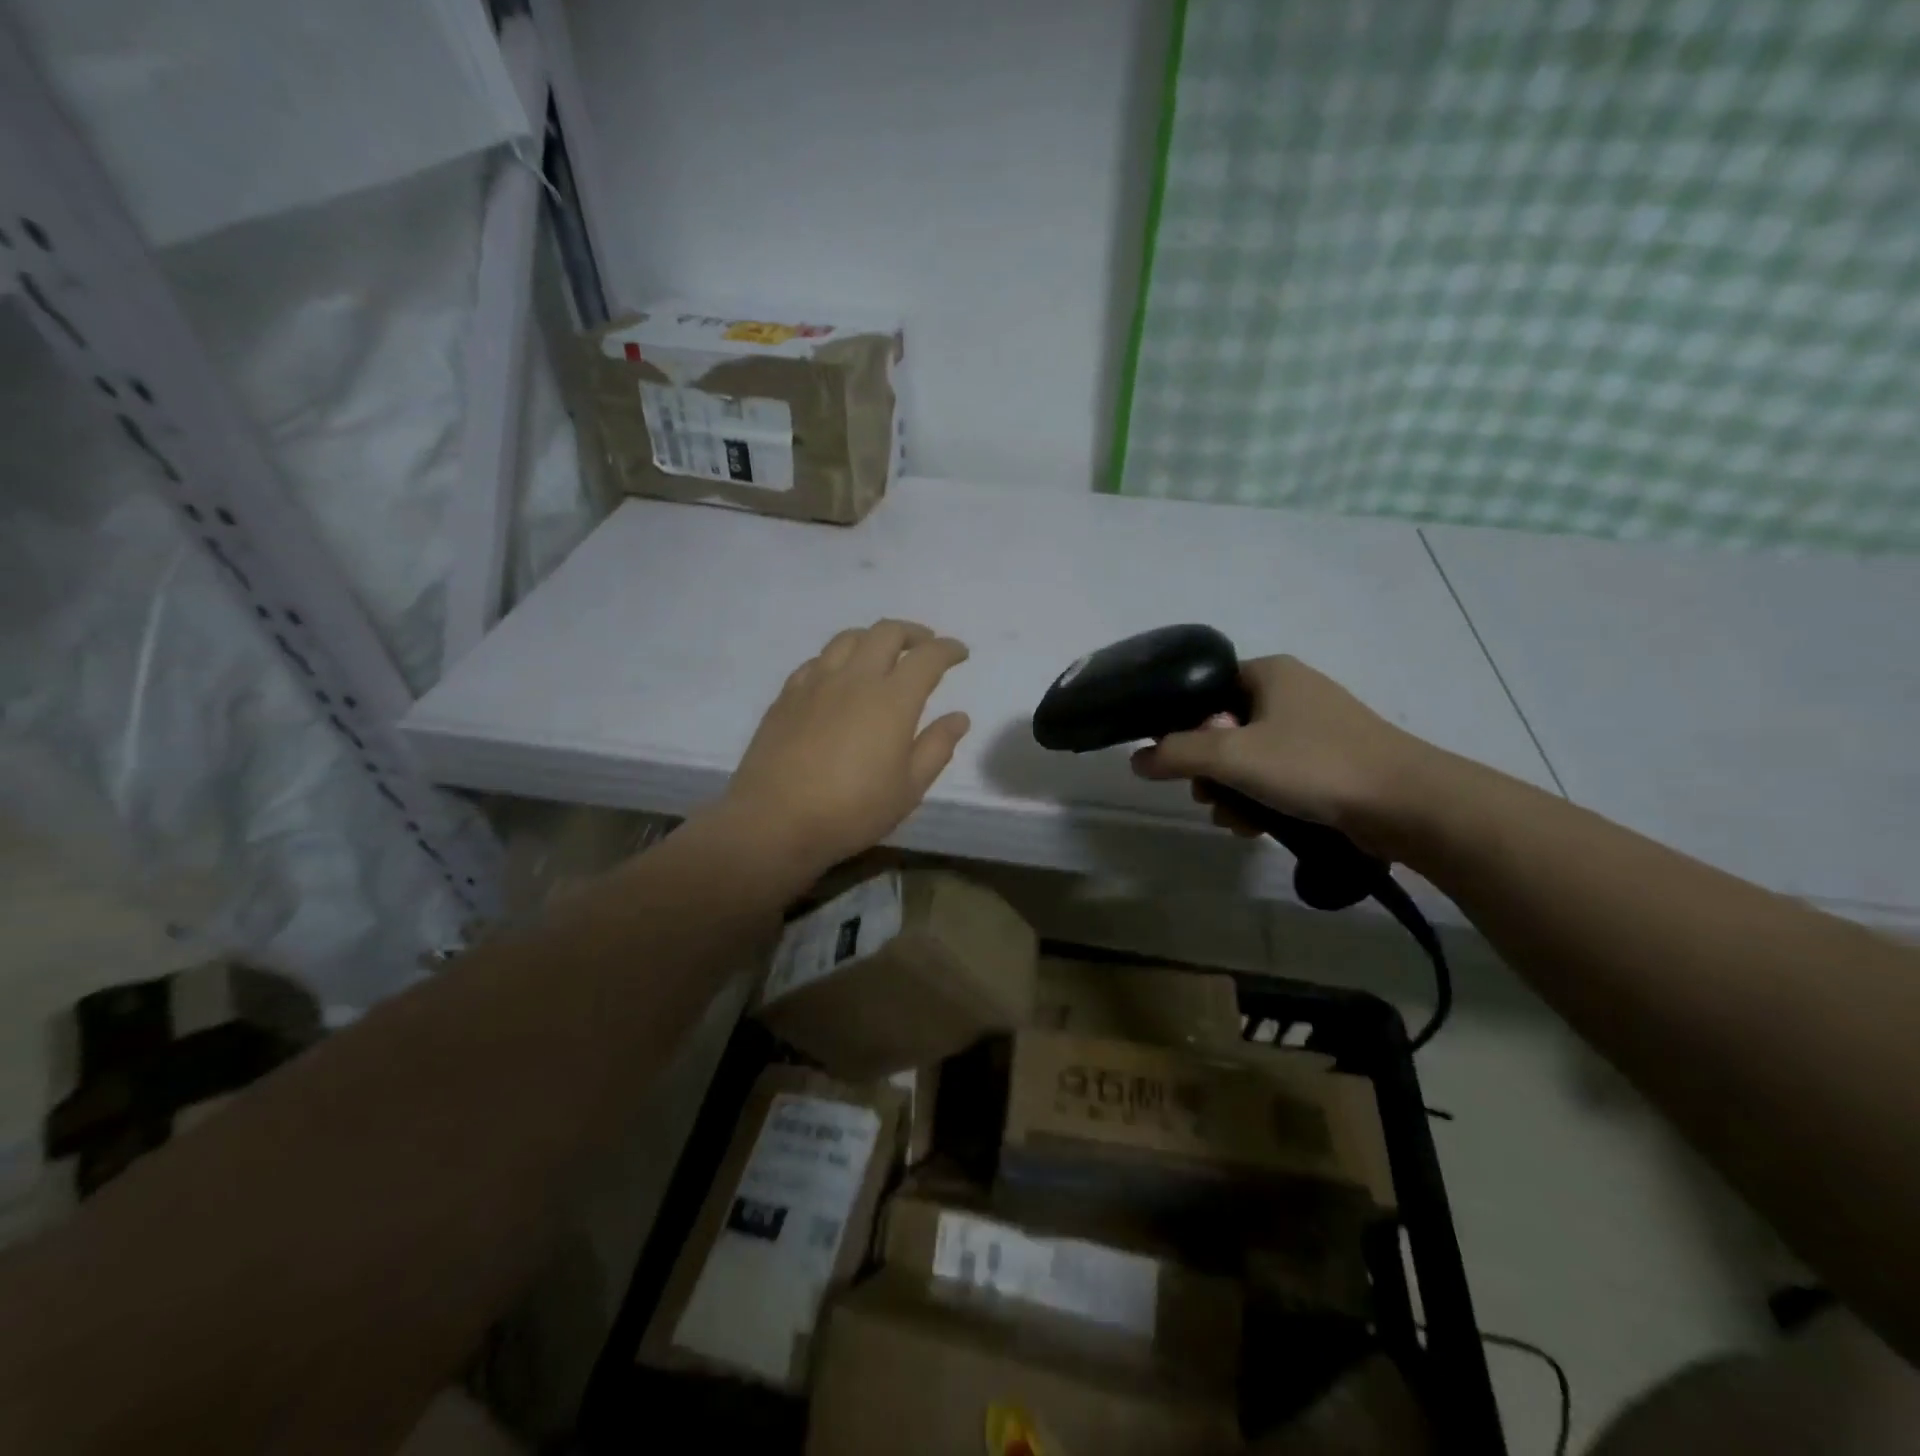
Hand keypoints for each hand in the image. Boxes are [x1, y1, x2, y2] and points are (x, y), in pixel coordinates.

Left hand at [715, 620, 970, 881]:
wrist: (775, 820)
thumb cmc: (852, 810)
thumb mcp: (908, 789)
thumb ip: (936, 747)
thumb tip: (958, 717)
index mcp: (892, 699)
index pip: (927, 657)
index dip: (947, 649)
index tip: (960, 653)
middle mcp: (855, 678)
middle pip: (886, 633)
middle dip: (913, 633)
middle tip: (926, 646)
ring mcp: (816, 683)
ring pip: (848, 638)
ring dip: (874, 638)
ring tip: (883, 654)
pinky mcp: (787, 695)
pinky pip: (817, 660)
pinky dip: (839, 658)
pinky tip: (839, 676)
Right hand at [1129, 655, 1432, 854]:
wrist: (1406, 804)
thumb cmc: (1313, 764)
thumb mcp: (1232, 755)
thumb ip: (1176, 753)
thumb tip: (1135, 759)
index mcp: (1269, 672)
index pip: (1204, 689)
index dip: (1183, 726)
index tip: (1178, 762)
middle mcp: (1291, 692)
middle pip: (1223, 728)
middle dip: (1209, 770)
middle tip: (1208, 796)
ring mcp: (1314, 728)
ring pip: (1249, 758)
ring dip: (1232, 791)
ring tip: (1234, 821)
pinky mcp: (1331, 762)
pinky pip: (1278, 776)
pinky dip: (1262, 799)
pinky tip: (1257, 828)